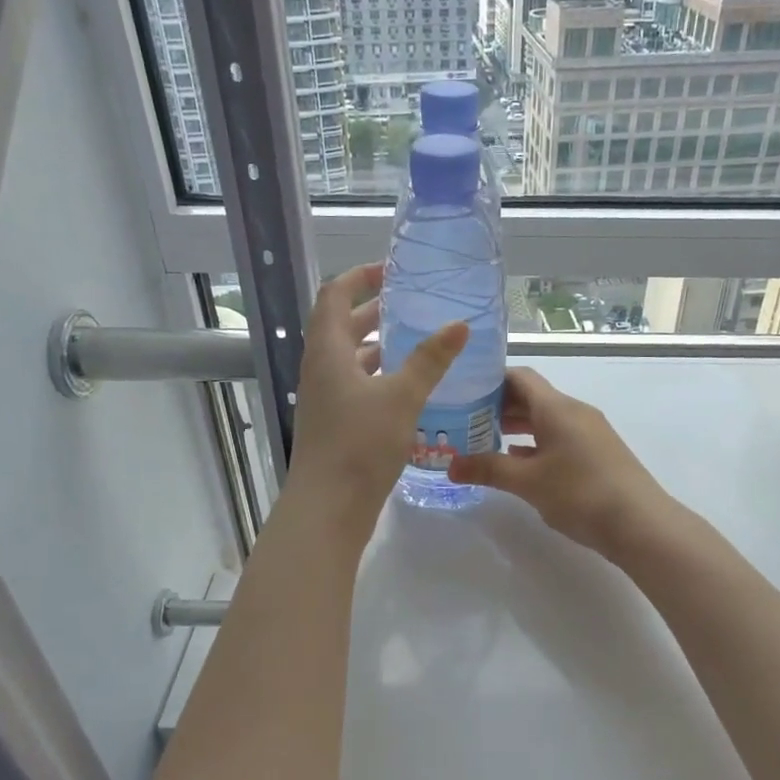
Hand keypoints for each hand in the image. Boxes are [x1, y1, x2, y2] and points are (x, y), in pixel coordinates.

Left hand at [287, 263, 466, 527]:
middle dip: (373, 311)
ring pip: (349, 359)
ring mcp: (325, 399)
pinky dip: (379, 376)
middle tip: (411, 304)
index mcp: (327, 351)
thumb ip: (430, 360)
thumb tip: (460, 325)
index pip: (334, 296)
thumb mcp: (401, 397)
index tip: (391, 271)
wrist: (329, 507)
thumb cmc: (360, 444)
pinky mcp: (335, 424)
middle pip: (341, 326)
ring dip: (377, 345)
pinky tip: (408, 386)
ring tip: (415, 340)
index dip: (359, 278)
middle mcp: (320, 369)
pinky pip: (356, 386)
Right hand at [447, 368, 678, 561]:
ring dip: (517, 427)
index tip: (462, 392)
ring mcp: (589, 433)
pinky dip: (535, 444)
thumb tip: (450, 466)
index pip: (520, 377)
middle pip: (532, 397)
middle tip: (463, 420)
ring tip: (484, 441)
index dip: (490, 380)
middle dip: (498, 406)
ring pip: (546, 419)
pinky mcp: (597, 454)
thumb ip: (488, 469)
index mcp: (557, 408)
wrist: (640, 524)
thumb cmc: (580, 494)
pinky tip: (517, 462)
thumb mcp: (528, 482)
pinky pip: (559, 438)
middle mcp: (574, 412)